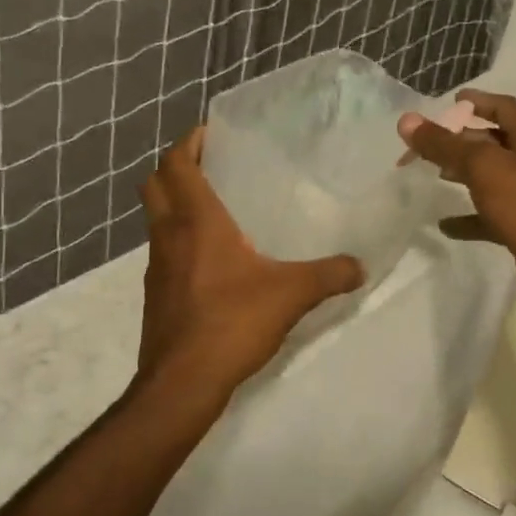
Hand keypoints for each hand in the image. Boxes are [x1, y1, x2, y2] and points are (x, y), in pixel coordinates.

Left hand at [136, 128, 363, 404]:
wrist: (182, 382)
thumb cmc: (232, 323)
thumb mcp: (291, 295)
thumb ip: (329, 275)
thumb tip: (360, 266)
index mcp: (196, 221)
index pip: (176, 163)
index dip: (188, 142)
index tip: (211, 133)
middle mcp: (169, 234)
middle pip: (155, 183)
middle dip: (176, 166)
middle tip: (211, 165)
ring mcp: (157, 265)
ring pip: (156, 217)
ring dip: (175, 203)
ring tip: (216, 207)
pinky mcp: (156, 293)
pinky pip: (164, 249)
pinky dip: (179, 238)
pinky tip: (213, 259)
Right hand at [397, 90, 515, 319]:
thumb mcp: (484, 168)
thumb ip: (445, 145)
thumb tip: (407, 121)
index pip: (503, 108)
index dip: (477, 101)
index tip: (449, 101)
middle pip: (494, 142)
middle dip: (461, 140)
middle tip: (426, 144)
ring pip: (491, 178)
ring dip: (464, 174)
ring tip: (433, 175)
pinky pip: (490, 216)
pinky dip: (468, 217)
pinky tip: (444, 225)